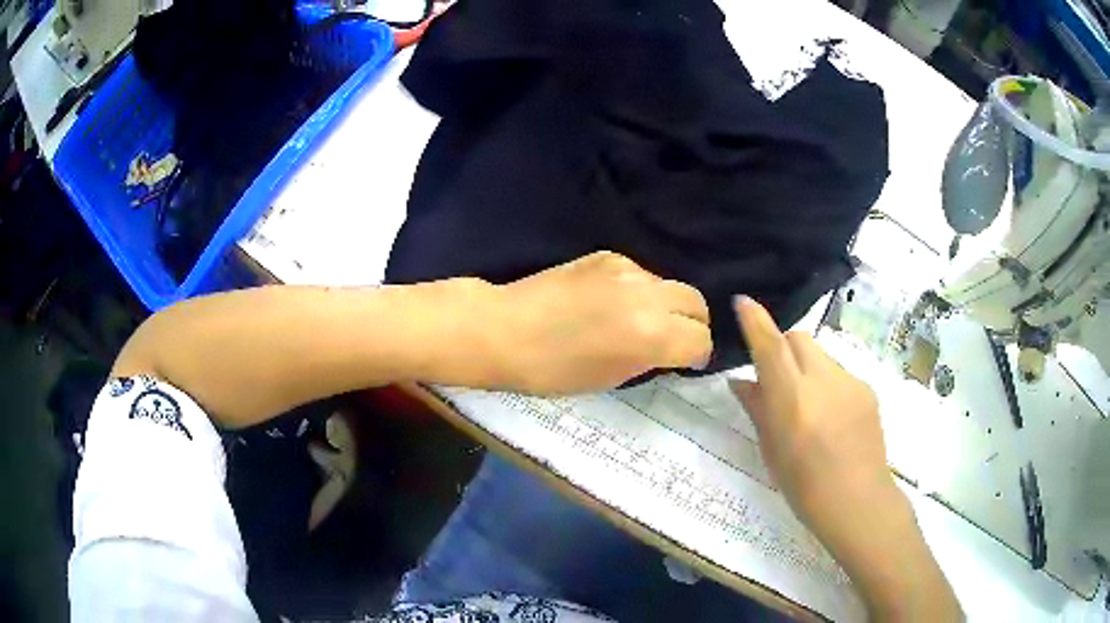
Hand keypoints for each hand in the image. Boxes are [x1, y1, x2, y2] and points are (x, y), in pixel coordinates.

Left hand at [487, 251, 711, 393]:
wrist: (504, 330)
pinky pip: (641, 275)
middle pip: (696, 303)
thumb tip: (668, 349)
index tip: (686, 363)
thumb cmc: (552, 371)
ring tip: (640, 321)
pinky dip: (640, 291)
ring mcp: (628, 270)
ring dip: (666, 306)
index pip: (700, 340)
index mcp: (651, 335)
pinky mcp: (608, 256)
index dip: (697, 355)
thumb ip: (650, 359)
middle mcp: (648, 296)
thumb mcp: (611, 378)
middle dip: (693, 325)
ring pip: (669, 285)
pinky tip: (613, 303)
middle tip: (674, 341)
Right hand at [730, 296, 892, 529]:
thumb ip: (758, 409)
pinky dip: (827, 383)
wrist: (859, 502)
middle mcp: (823, 381)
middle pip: (799, 339)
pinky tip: (831, 417)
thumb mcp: (772, 452)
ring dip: (806, 367)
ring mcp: (850, 382)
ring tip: (808, 406)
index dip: (755, 320)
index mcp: (794, 400)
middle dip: (783, 346)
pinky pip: (839, 373)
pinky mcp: (868, 389)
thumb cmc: (805, 487)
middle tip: (777, 377)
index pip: (771, 346)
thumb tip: (740, 382)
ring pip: (820, 355)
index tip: (743, 302)